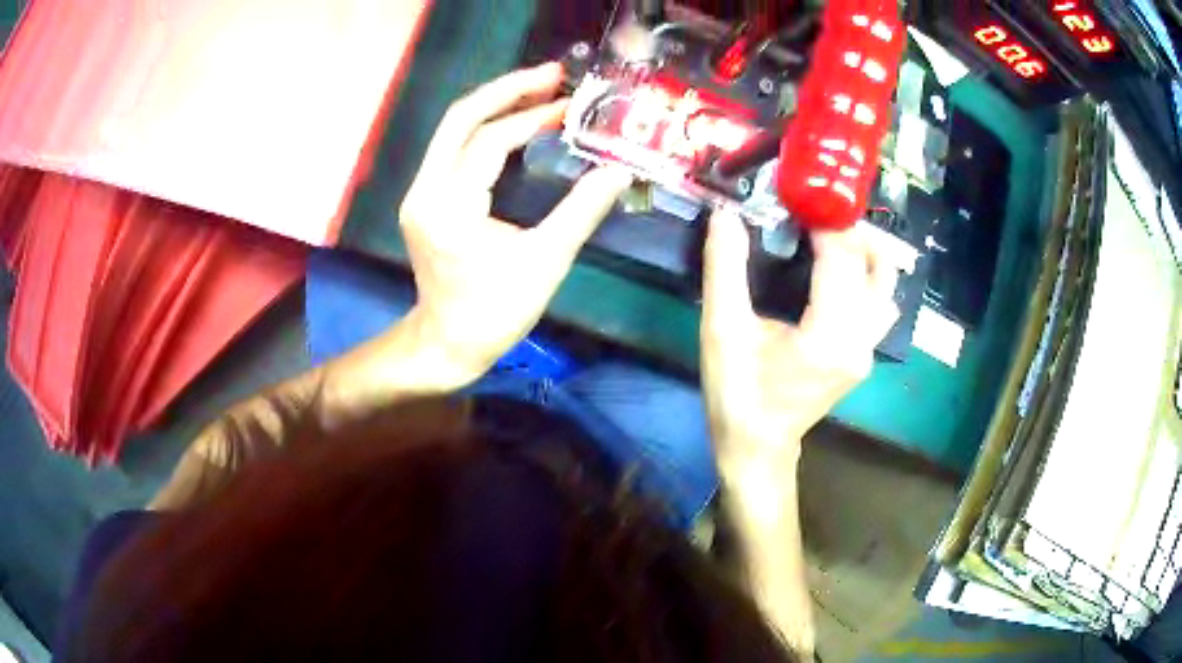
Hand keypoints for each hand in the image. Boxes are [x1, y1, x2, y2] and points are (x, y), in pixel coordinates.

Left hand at [396, 63, 632, 387]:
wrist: (447, 343)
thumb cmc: (495, 311)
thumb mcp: (545, 262)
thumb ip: (582, 211)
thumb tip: (618, 171)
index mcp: (449, 205)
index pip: (489, 141)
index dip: (532, 117)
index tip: (570, 106)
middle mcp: (424, 189)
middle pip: (459, 118)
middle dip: (507, 89)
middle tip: (551, 74)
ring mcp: (419, 192)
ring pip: (452, 129)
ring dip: (495, 104)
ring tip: (538, 88)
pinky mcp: (424, 198)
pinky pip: (453, 148)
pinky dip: (485, 128)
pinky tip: (515, 122)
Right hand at [700, 210, 899, 468]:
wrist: (757, 446)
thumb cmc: (737, 393)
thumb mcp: (722, 329)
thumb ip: (725, 267)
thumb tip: (727, 214)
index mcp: (829, 334)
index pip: (842, 257)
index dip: (823, 220)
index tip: (797, 197)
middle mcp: (861, 340)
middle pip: (877, 264)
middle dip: (847, 229)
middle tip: (812, 213)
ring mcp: (869, 349)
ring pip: (886, 284)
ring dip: (863, 251)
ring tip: (827, 237)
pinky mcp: (865, 353)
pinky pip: (880, 302)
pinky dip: (864, 275)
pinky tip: (835, 271)